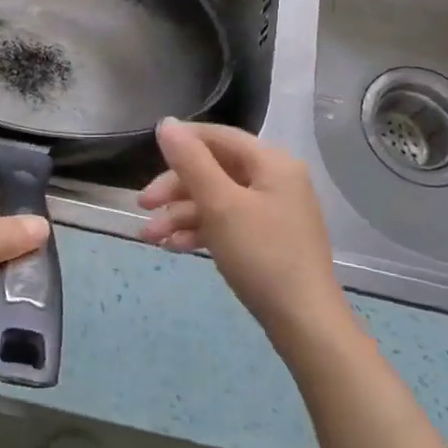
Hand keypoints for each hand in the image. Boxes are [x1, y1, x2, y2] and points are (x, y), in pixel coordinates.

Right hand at [139, 120, 352, 355]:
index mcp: (272, 163)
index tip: (147, 156)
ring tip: (150, 238)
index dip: (182, 142)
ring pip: (216, 200)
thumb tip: (166, 123)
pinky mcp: (267, 240)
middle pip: (214, 169)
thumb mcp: (220, 205)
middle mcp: (274, 180)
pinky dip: (200, 231)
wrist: (304, 323)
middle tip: (143, 206)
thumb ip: (191, 162)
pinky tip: (174, 247)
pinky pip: (227, 223)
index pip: (219, 137)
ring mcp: (272, 212)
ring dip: (180, 214)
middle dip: (175, 189)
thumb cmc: (262, 255)